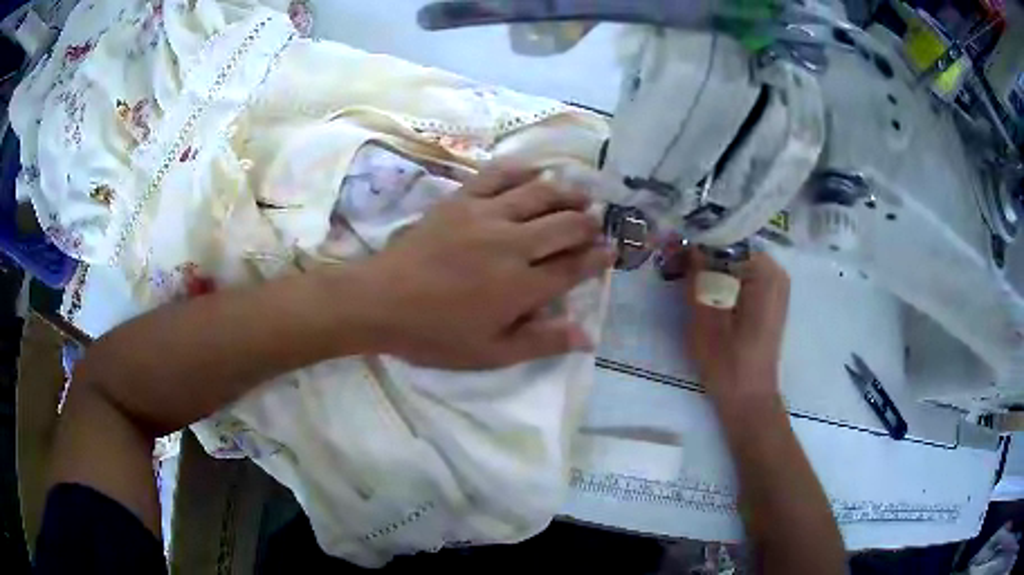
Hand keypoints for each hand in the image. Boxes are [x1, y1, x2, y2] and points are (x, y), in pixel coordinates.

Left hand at [358, 164, 614, 369]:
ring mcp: (485, 215)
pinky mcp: (461, 200)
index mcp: (521, 286)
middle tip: (597, 223)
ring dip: (567, 192)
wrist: (380, 301)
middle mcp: (511, 244)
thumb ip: (541, 342)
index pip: (573, 266)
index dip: (598, 258)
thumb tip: (588, 336)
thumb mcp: (490, 353)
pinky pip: (499, 175)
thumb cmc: (435, 334)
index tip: (612, 251)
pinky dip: (523, 169)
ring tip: (580, 195)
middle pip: (565, 224)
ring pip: (540, 193)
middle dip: (589, 223)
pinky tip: (536, 171)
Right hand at [685, 249, 790, 404]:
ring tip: (684, 276)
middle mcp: (776, 271)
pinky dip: (722, 278)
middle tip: (672, 263)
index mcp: (765, 272)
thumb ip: (697, 275)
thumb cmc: (727, 363)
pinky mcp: (769, 298)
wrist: (748, 399)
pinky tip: (704, 289)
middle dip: (702, 253)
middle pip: (733, 248)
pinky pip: (742, 275)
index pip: (726, 239)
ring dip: (710, 266)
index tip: (669, 246)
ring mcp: (775, 285)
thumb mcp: (704, 317)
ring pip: (736, 261)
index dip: (696, 240)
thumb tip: (685, 242)